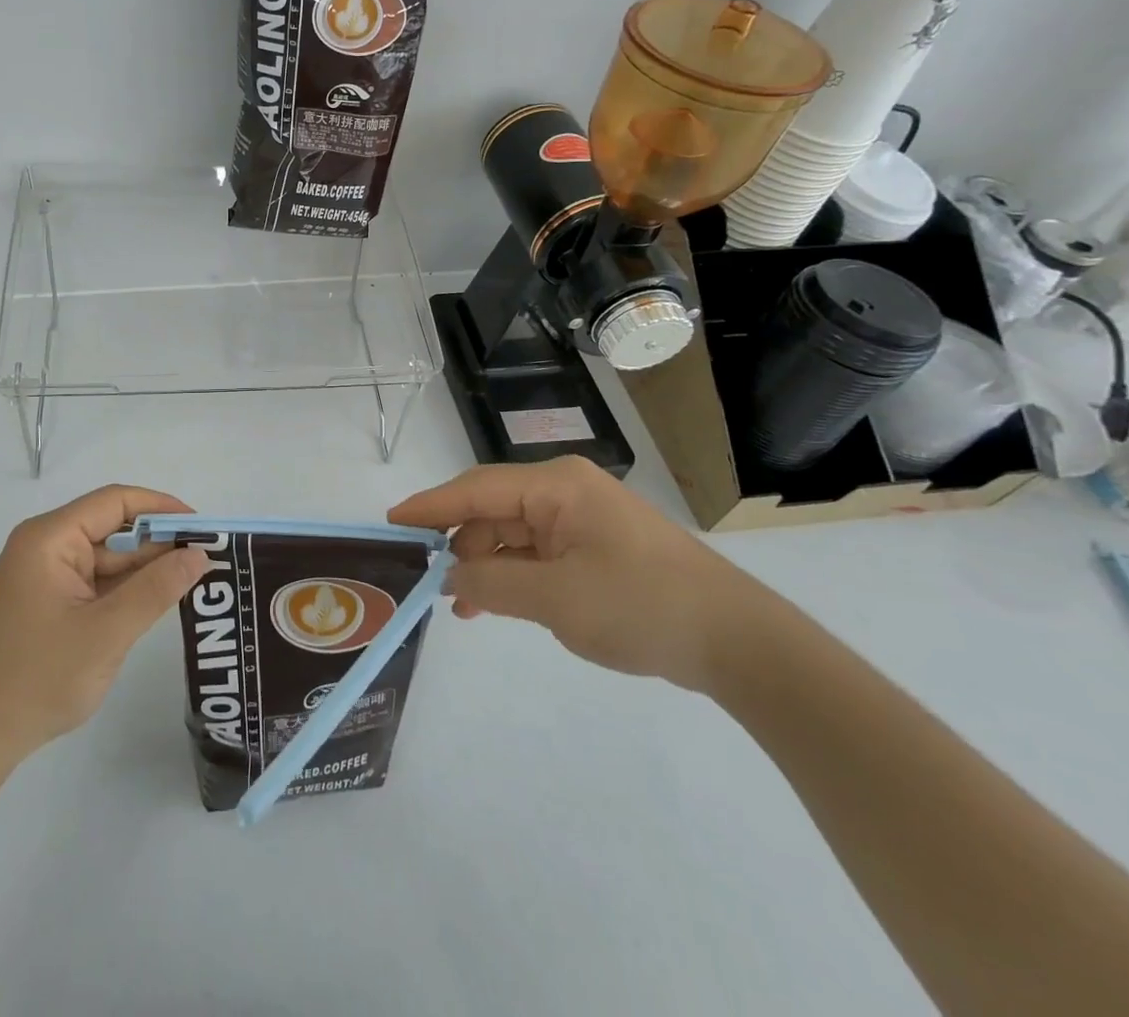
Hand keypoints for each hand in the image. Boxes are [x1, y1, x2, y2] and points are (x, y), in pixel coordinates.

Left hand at [0, 485, 210, 765]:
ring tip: (194, 580)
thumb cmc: (35, 678)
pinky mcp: (44, 606)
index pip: (115, 502)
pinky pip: (93, 585)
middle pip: (111, 530)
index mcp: (50, 538)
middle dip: (158, 543)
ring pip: (105, 561)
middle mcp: (44, 548)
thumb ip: (156, 590)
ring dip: (144, 570)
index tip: (202, 527)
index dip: (162, 508)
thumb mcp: (106, 632)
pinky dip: (124, 592)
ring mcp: (43, 578)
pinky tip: (156, 602)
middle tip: (207, 559)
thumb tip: (199, 554)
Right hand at [389, 457, 759, 690]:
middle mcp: (565, 492)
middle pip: (492, 510)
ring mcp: (582, 519)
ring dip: (485, 566)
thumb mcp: (556, 599)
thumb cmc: (641, 606)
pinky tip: (493, 604)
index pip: (475, 489)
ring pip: (513, 534)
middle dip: (459, 544)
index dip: (430, 506)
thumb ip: (491, 584)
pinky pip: (537, 553)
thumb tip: (447, 578)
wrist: (738, 642)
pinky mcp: (595, 547)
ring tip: (460, 606)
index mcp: (556, 486)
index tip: (390, 522)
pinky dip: (513, 576)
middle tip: (425, 579)